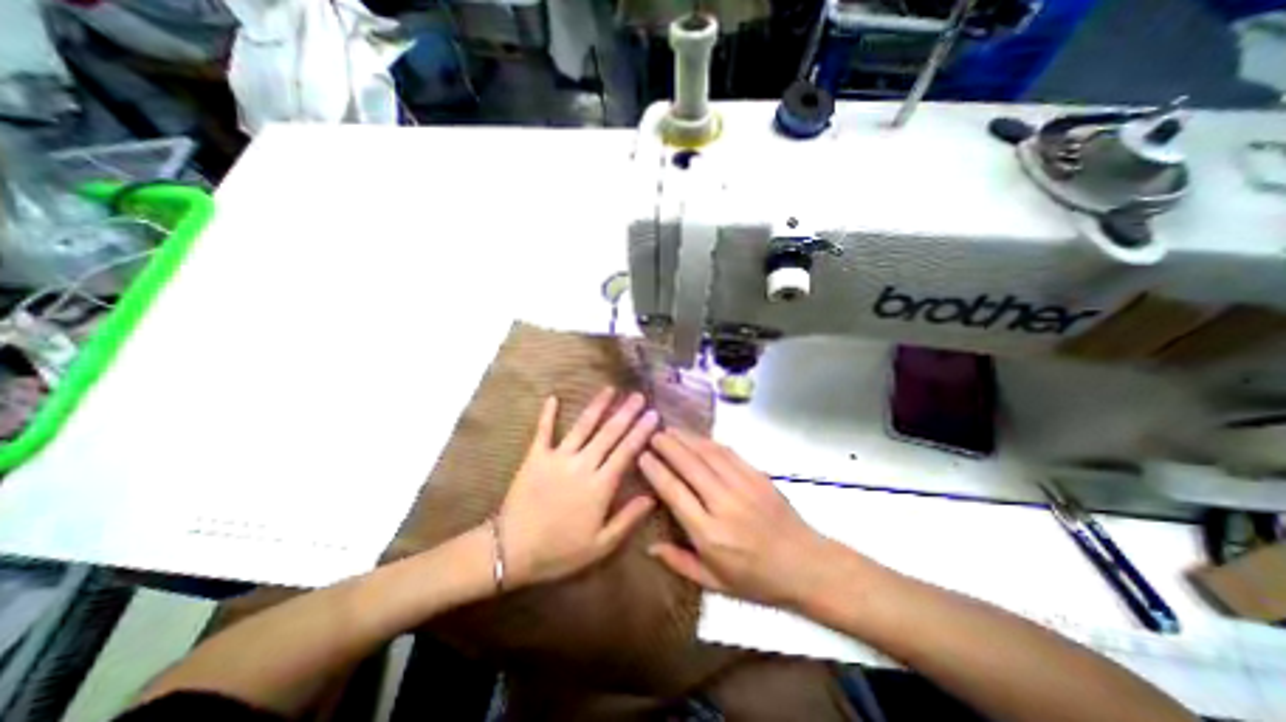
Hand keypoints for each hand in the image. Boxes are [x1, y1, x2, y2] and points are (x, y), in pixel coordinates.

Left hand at [499, 389, 657, 586]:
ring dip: (597, 406)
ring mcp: (558, 457)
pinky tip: (553, 397)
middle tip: (638, 395)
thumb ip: (627, 519)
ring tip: (610, 389)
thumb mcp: (600, 545)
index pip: (626, 452)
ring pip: (582, 426)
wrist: (511, 551)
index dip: (641, 431)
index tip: (653, 414)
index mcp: (600, 486)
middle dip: (626, 412)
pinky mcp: (535, 457)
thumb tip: (652, 496)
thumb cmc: (559, 551)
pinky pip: (543, 431)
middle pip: (608, 433)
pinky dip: (548, 414)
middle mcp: (582, 465)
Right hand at [639, 430, 833, 607]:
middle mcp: (723, 504)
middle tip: (652, 434)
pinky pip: (728, 452)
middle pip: (689, 466)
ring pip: (707, 454)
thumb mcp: (714, 584)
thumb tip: (649, 546)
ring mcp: (743, 486)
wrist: (806, 565)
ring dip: (686, 438)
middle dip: (668, 446)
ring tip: (670, 430)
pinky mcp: (758, 476)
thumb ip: (679, 562)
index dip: (656, 471)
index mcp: (709, 533)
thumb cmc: (757, 580)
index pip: (674, 492)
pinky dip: (709, 442)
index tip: (643, 456)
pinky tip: (698, 437)